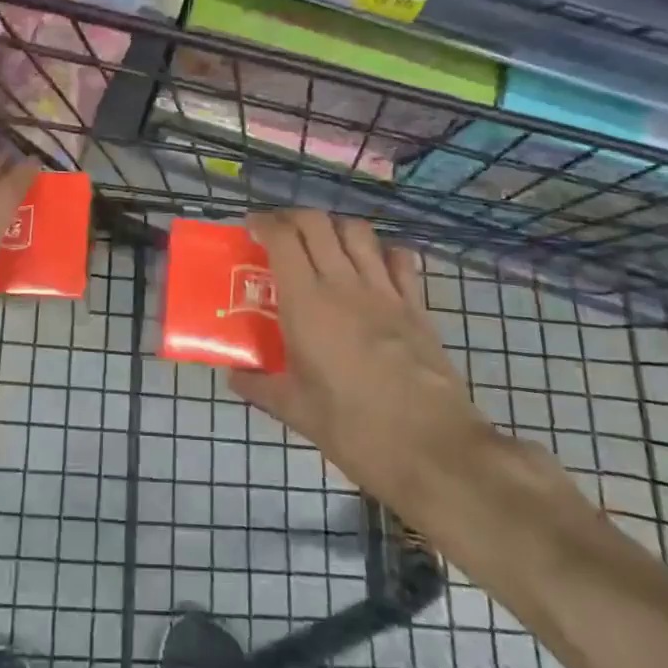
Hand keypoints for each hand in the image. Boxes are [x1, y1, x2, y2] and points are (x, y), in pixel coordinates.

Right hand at [229, 211, 494, 516]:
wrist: (434, 450)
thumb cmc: (354, 429)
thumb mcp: (296, 411)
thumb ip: (261, 387)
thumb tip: (234, 377)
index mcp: (306, 303)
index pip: (283, 238)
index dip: (264, 223)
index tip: (251, 228)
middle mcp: (344, 283)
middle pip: (318, 222)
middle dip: (294, 217)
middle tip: (281, 234)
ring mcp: (385, 291)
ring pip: (358, 231)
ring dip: (335, 227)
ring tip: (324, 244)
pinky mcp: (417, 306)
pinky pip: (400, 259)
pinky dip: (382, 251)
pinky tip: (373, 266)